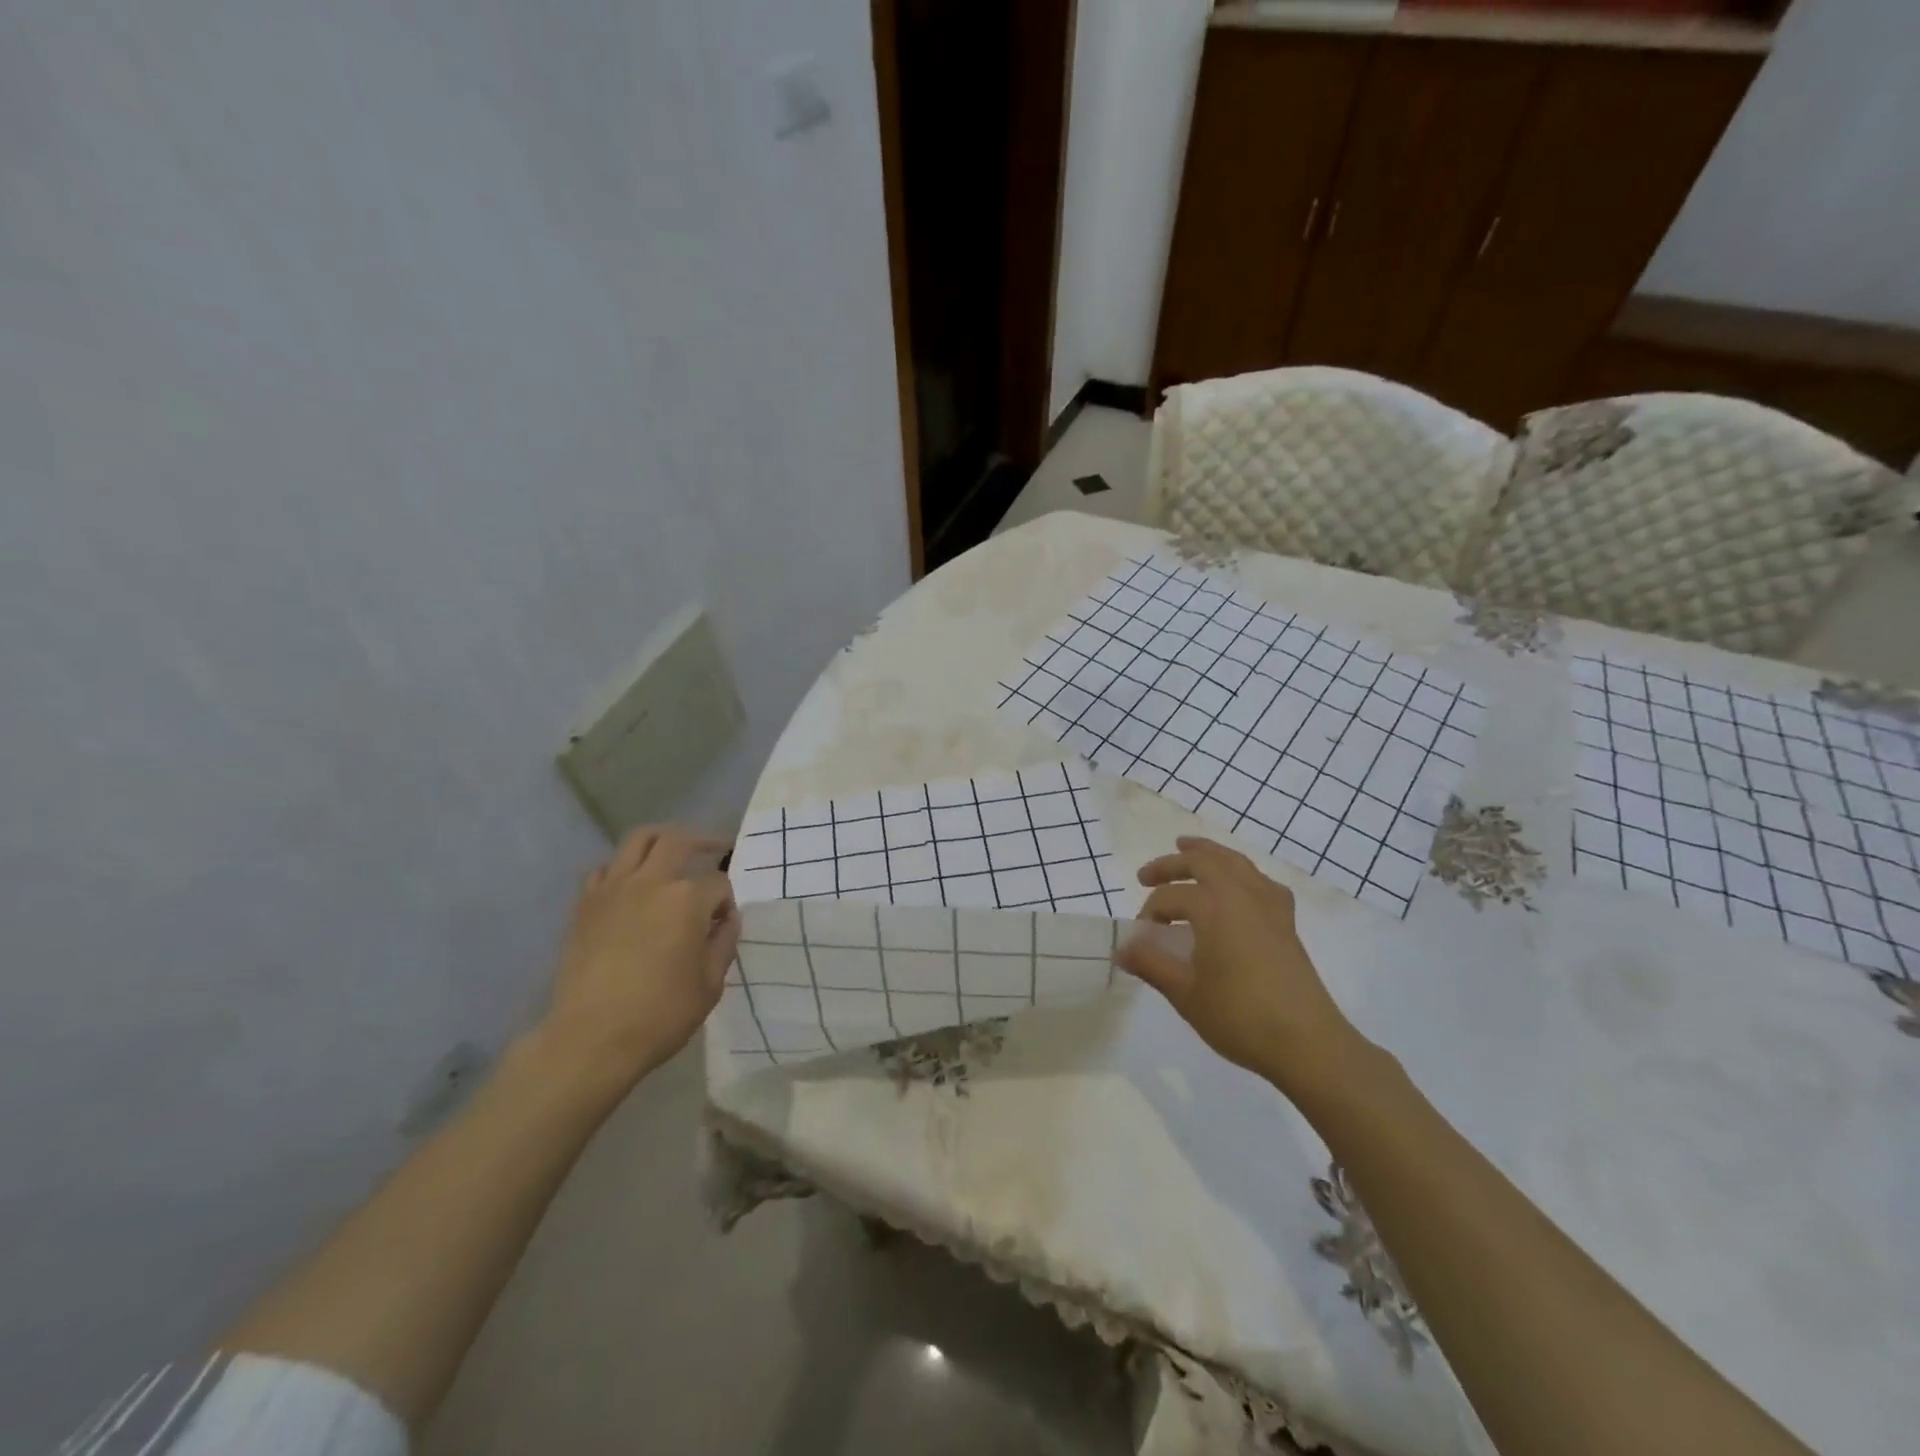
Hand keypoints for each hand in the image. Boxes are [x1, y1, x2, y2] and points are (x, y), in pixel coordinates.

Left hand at [537, 825, 740, 1088]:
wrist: (591, 1038)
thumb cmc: (660, 1014)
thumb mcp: (710, 984)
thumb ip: (723, 943)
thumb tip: (726, 920)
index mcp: (687, 900)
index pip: (719, 883)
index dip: (727, 902)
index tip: (724, 923)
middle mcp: (651, 882)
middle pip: (679, 841)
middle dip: (703, 842)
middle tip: (716, 848)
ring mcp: (613, 889)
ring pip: (639, 840)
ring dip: (662, 839)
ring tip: (673, 850)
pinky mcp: (585, 904)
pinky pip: (605, 868)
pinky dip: (623, 867)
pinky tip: (631, 883)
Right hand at [1115, 836, 1372, 1098]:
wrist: (1307, 1044)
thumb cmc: (1239, 1017)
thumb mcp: (1185, 993)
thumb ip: (1151, 964)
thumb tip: (1120, 950)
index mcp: (1213, 908)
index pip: (1169, 898)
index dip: (1148, 914)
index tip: (1140, 940)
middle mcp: (1241, 895)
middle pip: (1202, 862)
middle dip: (1171, 864)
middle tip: (1146, 875)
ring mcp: (1269, 905)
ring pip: (1234, 862)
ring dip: (1208, 853)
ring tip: (1188, 848)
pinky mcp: (1286, 922)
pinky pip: (1260, 880)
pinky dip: (1241, 872)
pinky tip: (1237, 885)